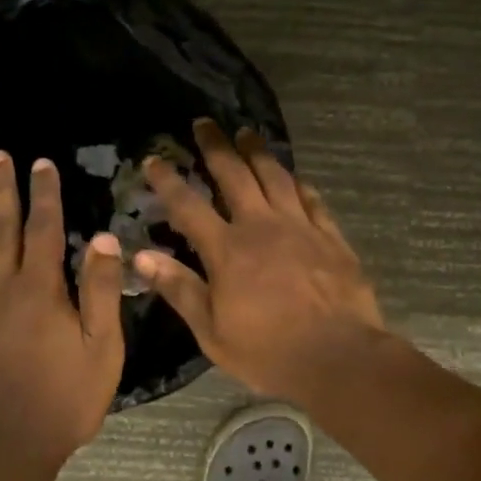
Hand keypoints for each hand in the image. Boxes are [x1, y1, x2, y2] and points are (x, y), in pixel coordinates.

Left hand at [0, 151, 125, 458]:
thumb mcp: (101, 348)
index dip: (44, 194)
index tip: (40, 163)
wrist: (1, 447)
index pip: (43, 229)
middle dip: (1, 190)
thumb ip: (100, 291)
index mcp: (40, 289)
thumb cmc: (62, 399)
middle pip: (0, 230)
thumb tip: (103, 238)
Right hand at [135, 120, 384, 400]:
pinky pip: (312, 200)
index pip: (189, 205)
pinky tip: (294, 177)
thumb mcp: (212, 331)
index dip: (168, 180)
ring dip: (258, 152)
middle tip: (204, 123)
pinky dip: (299, 184)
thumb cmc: (269, 351)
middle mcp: (262, 227)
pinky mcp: (331, 237)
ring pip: (276, 177)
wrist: (339, 357)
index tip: (154, 159)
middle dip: (216, 146)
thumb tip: (142, 256)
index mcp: (228, 250)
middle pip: (235, 175)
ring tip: (247, 133)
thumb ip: (180, 289)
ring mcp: (300, 228)